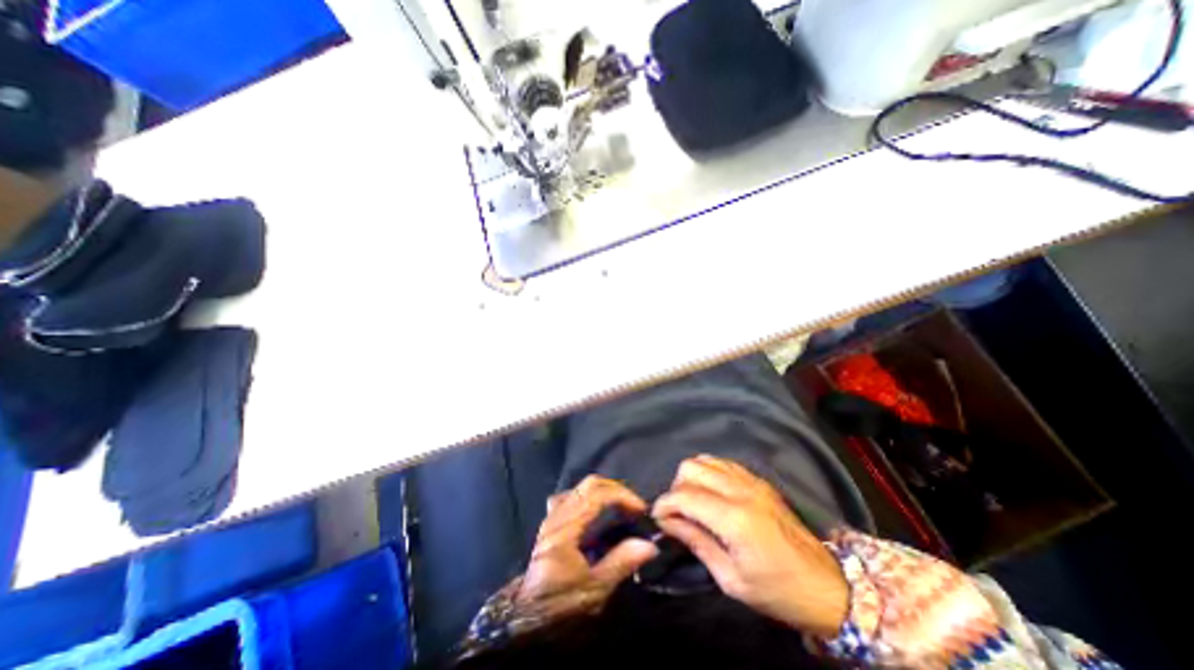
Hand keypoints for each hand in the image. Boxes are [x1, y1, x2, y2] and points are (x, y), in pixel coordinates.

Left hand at [519, 477, 655, 621]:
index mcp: (566, 528)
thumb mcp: (593, 590)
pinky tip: (593, 511)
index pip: (597, 495)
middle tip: (633, 506)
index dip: (622, 495)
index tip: (640, 509)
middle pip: (589, 484)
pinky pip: (569, 496)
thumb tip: (649, 545)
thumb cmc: (559, 605)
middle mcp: (558, 515)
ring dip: (603, 491)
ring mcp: (551, 516)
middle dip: (616, 489)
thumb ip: (620, 563)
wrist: (525, 617)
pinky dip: (586, 497)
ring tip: (618, 506)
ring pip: (580, 487)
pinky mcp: (550, 521)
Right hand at [653, 455, 846, 637]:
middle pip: (690, 468)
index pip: (683, 496)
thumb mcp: (731, 579)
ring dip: (691, 478)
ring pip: (704, 459)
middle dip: (676, 488)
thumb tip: (668, 523)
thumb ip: (696, 543)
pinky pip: (722, 462)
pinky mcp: (758, 479)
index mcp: (734, 518)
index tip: (658, 519)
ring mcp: (751, 480)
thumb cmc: (778, 592)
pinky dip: (708, 473)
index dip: (663, 505)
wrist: (827, 585)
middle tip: (678, 513)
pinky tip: (711, 493)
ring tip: (694, 502)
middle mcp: (740, 490)